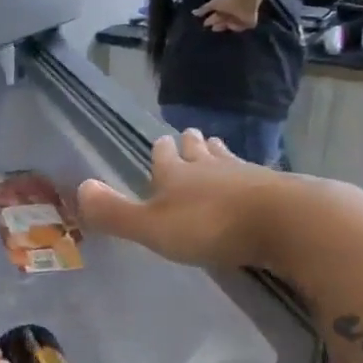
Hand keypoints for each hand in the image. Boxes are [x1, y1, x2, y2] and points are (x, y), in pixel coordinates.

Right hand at [77, 129, 284, 270]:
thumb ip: (115, 212)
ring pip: (226, 158)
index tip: (160, 142)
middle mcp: (210, 167)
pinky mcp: (275, 189)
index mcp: (176, 174)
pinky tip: (252, 180)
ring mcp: (245, 174)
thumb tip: (78, 188)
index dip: (160, 150)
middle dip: (191, 145)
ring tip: (215, 147)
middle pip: (198, 150)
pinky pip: (254, 177)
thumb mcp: (152, 226)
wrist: (283, 222)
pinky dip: (247, 175)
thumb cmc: (209, 225)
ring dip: (218, 154)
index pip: (164, 155)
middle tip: (189, 136)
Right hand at [193, 0, 259, 32]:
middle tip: (212, 29)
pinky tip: (230, 26)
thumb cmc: (229, 1)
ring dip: (224, 26)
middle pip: (224, 21)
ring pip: (231, 25)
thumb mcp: (214, 5)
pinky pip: (241, 27)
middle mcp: (234, 13)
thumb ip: (204, 9)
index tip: (205, 23)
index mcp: (227, 8)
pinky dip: (236, 27)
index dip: (212, 20)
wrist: (244, 1)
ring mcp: (242, 18)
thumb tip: (193, 12)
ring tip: (217, 28)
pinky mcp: (250, 23)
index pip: (218, 15)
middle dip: (218, 24)